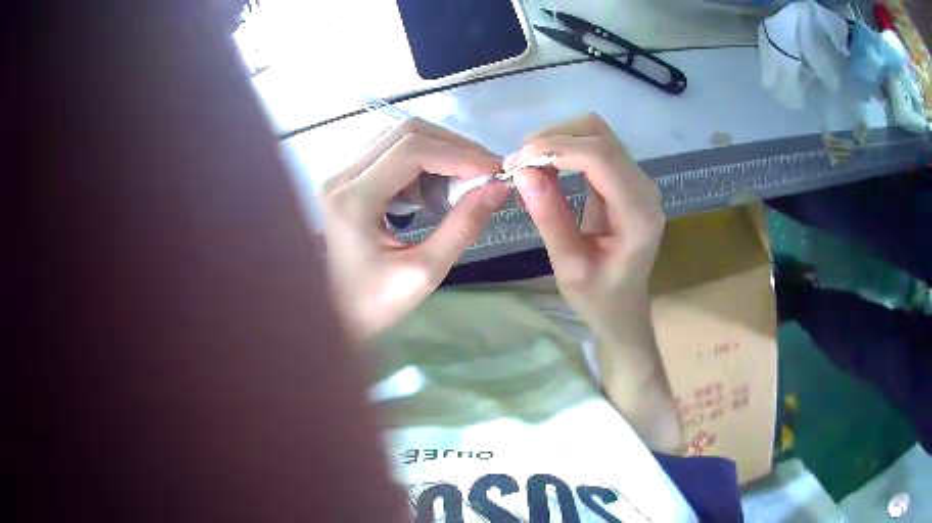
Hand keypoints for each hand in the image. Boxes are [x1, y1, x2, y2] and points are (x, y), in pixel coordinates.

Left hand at [321, 119, 508, 338]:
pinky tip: (436, 189)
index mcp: (354, 200)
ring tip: (465, 181)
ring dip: (439, 152)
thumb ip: (463, 226)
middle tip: (486, 172)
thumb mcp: (425, 271)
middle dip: (453, 147)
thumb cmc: (375, 304)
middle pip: (405, 133)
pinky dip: (423, 163)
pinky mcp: (349, 182)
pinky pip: (391, 154)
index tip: (495, 171)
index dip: (459, 154)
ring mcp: (343, 176)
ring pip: (398, 138)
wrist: (335, 316)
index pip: (412, 150)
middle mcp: (342, 177)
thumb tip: (499, 188)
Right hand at [506, 115, 680, 451]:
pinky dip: (565, 149)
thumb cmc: (599, 299)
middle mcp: (644, 188)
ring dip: (558, 140)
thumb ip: (549, 218)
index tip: (516, 162)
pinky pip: (594, 147)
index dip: (556, 148)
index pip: (600, 156)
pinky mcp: (625, 180)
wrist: (624, 309)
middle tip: (519, 164)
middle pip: (599, 133)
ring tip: (527, 165)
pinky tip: (545, 168)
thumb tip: (522, 171)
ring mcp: (637, 181)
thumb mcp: (569, 267)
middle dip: (554, 138)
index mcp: (638, 213)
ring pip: (596, 133)